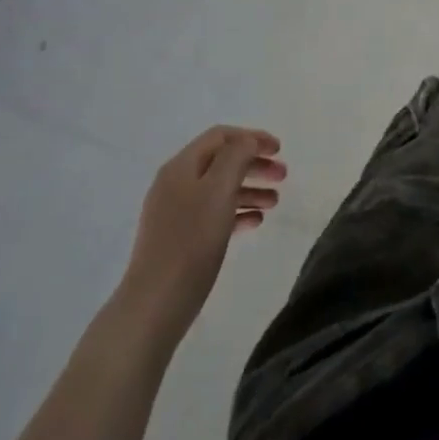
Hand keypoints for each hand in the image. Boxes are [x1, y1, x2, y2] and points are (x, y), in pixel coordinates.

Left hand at [113, 126, 285, 347]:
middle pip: (222, 161)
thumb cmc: (191, 241)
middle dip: (254, 164)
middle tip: (283, 176)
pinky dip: (237, 212)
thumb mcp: (218, 190)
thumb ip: (236, 157)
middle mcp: (176, 184)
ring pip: (220, 188)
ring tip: (275, 202)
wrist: (155, 303)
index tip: (280, 150)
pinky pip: (214, 214)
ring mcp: (176, 212)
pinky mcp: (181, 238)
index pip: (220, 136)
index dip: (252, 137)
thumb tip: (248, 142)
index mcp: (181, 167)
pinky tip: (255, 222)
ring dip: (250, 188)